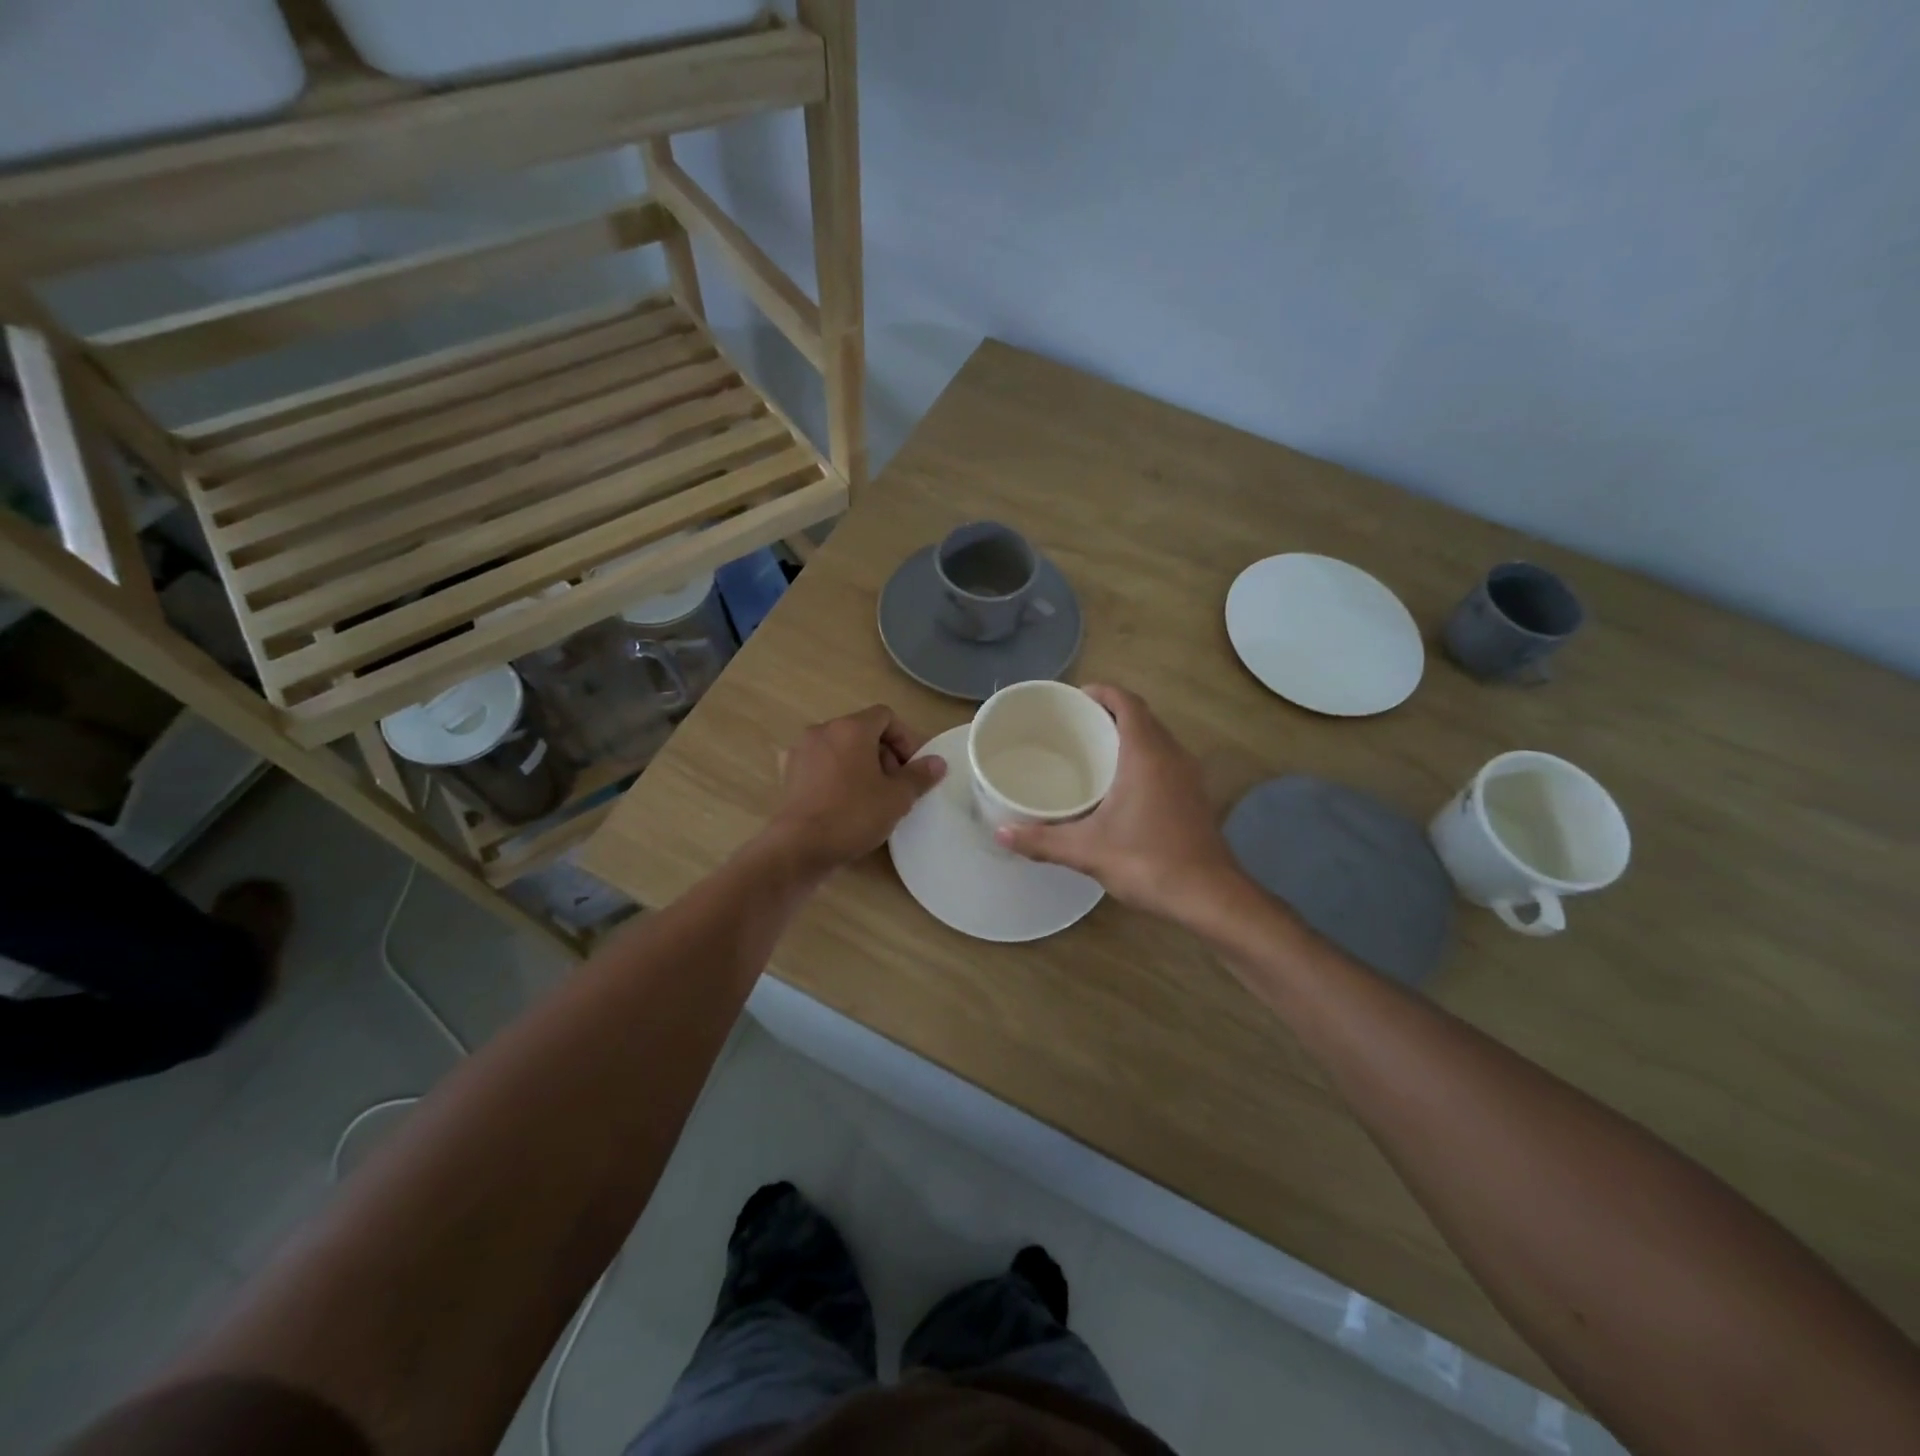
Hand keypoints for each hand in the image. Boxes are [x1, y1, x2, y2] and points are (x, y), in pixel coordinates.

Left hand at [765, 705, 945, 875]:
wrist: (799, 847)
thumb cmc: (853, 815)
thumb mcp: (897, 798)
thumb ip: (919, 775)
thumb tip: (937, 762)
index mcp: (851, 728)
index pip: (885, 716)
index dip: (905, 739)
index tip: (912, 768)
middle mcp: (822, 730)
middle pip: (862, 731)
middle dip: (883, 754)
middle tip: (895, 786)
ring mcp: (800, 751)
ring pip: (840, 748)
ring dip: (860, 765)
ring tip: (871, 797)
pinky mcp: (787, 773)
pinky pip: (821, 765)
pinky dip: (836, 775)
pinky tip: (843, 802)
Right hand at [995, 685, 1247, 925]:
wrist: (1210, 897)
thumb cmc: (1148, 862)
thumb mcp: (1087, 851)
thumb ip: (1041, 841)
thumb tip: (1000, 833)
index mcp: (1146, 754)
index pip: (1127, 703)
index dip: (1102, 692)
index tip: (1074, 698)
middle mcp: (1172, 755)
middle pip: (1142, 717)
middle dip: (1110, 713)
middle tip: (1074, 726)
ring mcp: (1188, 776)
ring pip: (1156, 739)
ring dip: (1128, 735)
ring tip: (1092, 751)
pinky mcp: (1194, 797)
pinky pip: (1165, 760)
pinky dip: (1142, 757)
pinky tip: (1119, 786)